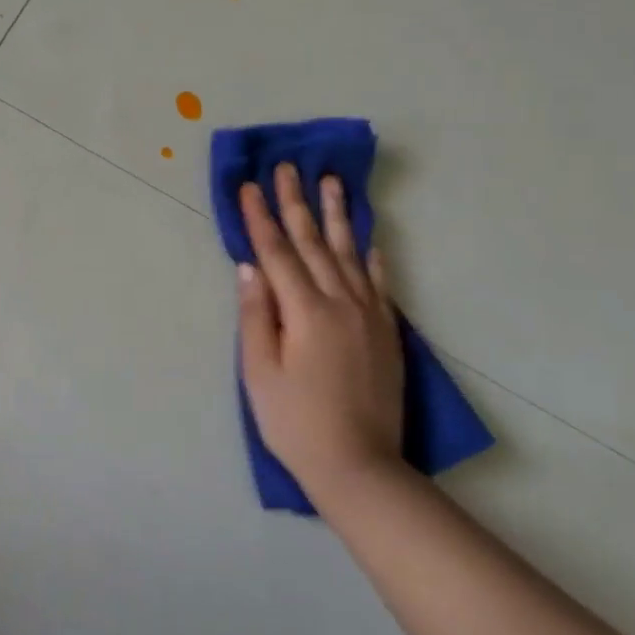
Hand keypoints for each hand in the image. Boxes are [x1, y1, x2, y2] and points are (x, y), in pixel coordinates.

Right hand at [236, 164, 406, 503]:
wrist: (360, 466)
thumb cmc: (295, 422)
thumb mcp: (259, 372)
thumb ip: (255, 315)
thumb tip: (250, 267)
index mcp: (305, 311)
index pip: (276, 252)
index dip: (259, 218)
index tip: (248, 185)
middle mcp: (341, 302)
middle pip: (313, 243)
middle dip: (296, 203)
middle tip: (288, 167)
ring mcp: (369, 315)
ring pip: (350, 253)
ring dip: (337, 216)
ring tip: (333, 182)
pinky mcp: (387, 332)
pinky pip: (379, 283)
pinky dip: (372, 257)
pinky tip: (369, 239)